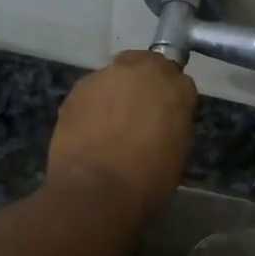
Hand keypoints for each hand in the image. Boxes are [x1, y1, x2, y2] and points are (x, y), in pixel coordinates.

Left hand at [47, 51, 196, 224]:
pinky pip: (90, 93)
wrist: (96, 189)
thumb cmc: (148, 179)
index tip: (164, 116)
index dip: (169, 98)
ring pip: (114, 77)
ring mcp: (105, 76)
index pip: (178, 80)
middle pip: (144, 66)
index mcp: (176, 87)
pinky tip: (89, 131)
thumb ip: (173, 121)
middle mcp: (141, 70)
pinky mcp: (76, 89)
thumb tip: (162, 117)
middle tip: (137, 113)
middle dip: (142, 84)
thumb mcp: (178, 150)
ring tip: (108, 125)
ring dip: (114, 94)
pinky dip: (92, 106)